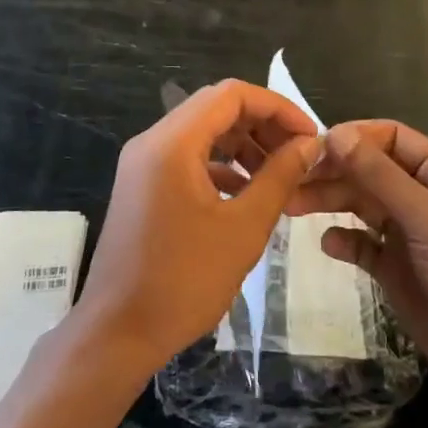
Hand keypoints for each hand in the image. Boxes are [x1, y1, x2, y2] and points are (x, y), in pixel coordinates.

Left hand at [76, 80, 321, 373]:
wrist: (117, 332)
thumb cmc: (184, 280)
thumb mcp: (244, 227)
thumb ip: (279, 177)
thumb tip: (310, 144)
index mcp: (173, 142)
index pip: (232, 94)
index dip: (277, 107)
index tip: (309, 136)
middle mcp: (153, 141)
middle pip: (215, 108)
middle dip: (262, 125)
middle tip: (299, 156)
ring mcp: (143, 164)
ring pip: (202, 133)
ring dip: (243, 145)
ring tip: (280, 176)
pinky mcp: (142, 186)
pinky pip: (187, 158)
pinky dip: (221, 166)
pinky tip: (247, 193)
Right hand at [288, 120, 427, 409]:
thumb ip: (380, 177)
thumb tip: (336, 133)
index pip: (390, 138)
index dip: (352, 137)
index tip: (311, 147)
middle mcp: (424, 196)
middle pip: (369, 170)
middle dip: (332, 171)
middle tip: (290, 179)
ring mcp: (411, 235)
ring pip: (362, 205)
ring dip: (329, 201)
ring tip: (291, 206)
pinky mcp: (399, 270)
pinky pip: (364, 245)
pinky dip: (344, 241)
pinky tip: (328, 245)